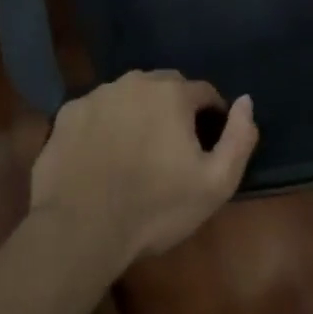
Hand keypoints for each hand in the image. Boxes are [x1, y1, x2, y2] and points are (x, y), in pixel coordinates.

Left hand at [29, 71, 257, 264]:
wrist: (80, 230)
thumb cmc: (155, 209)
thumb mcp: (216, 183)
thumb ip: (239, 137)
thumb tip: (246, 101)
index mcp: (171, 94)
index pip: (204, 92)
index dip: (212, 116)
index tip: (209, 144)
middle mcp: (133, 83)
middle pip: (165, 87)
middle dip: (175, 108)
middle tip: (174, 146)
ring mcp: (96, 96)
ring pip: (129, 95)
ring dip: (139, 113)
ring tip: (137, 150)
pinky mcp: (67, 115)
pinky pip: (97, 111)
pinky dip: (105, 124)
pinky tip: (103, 155)